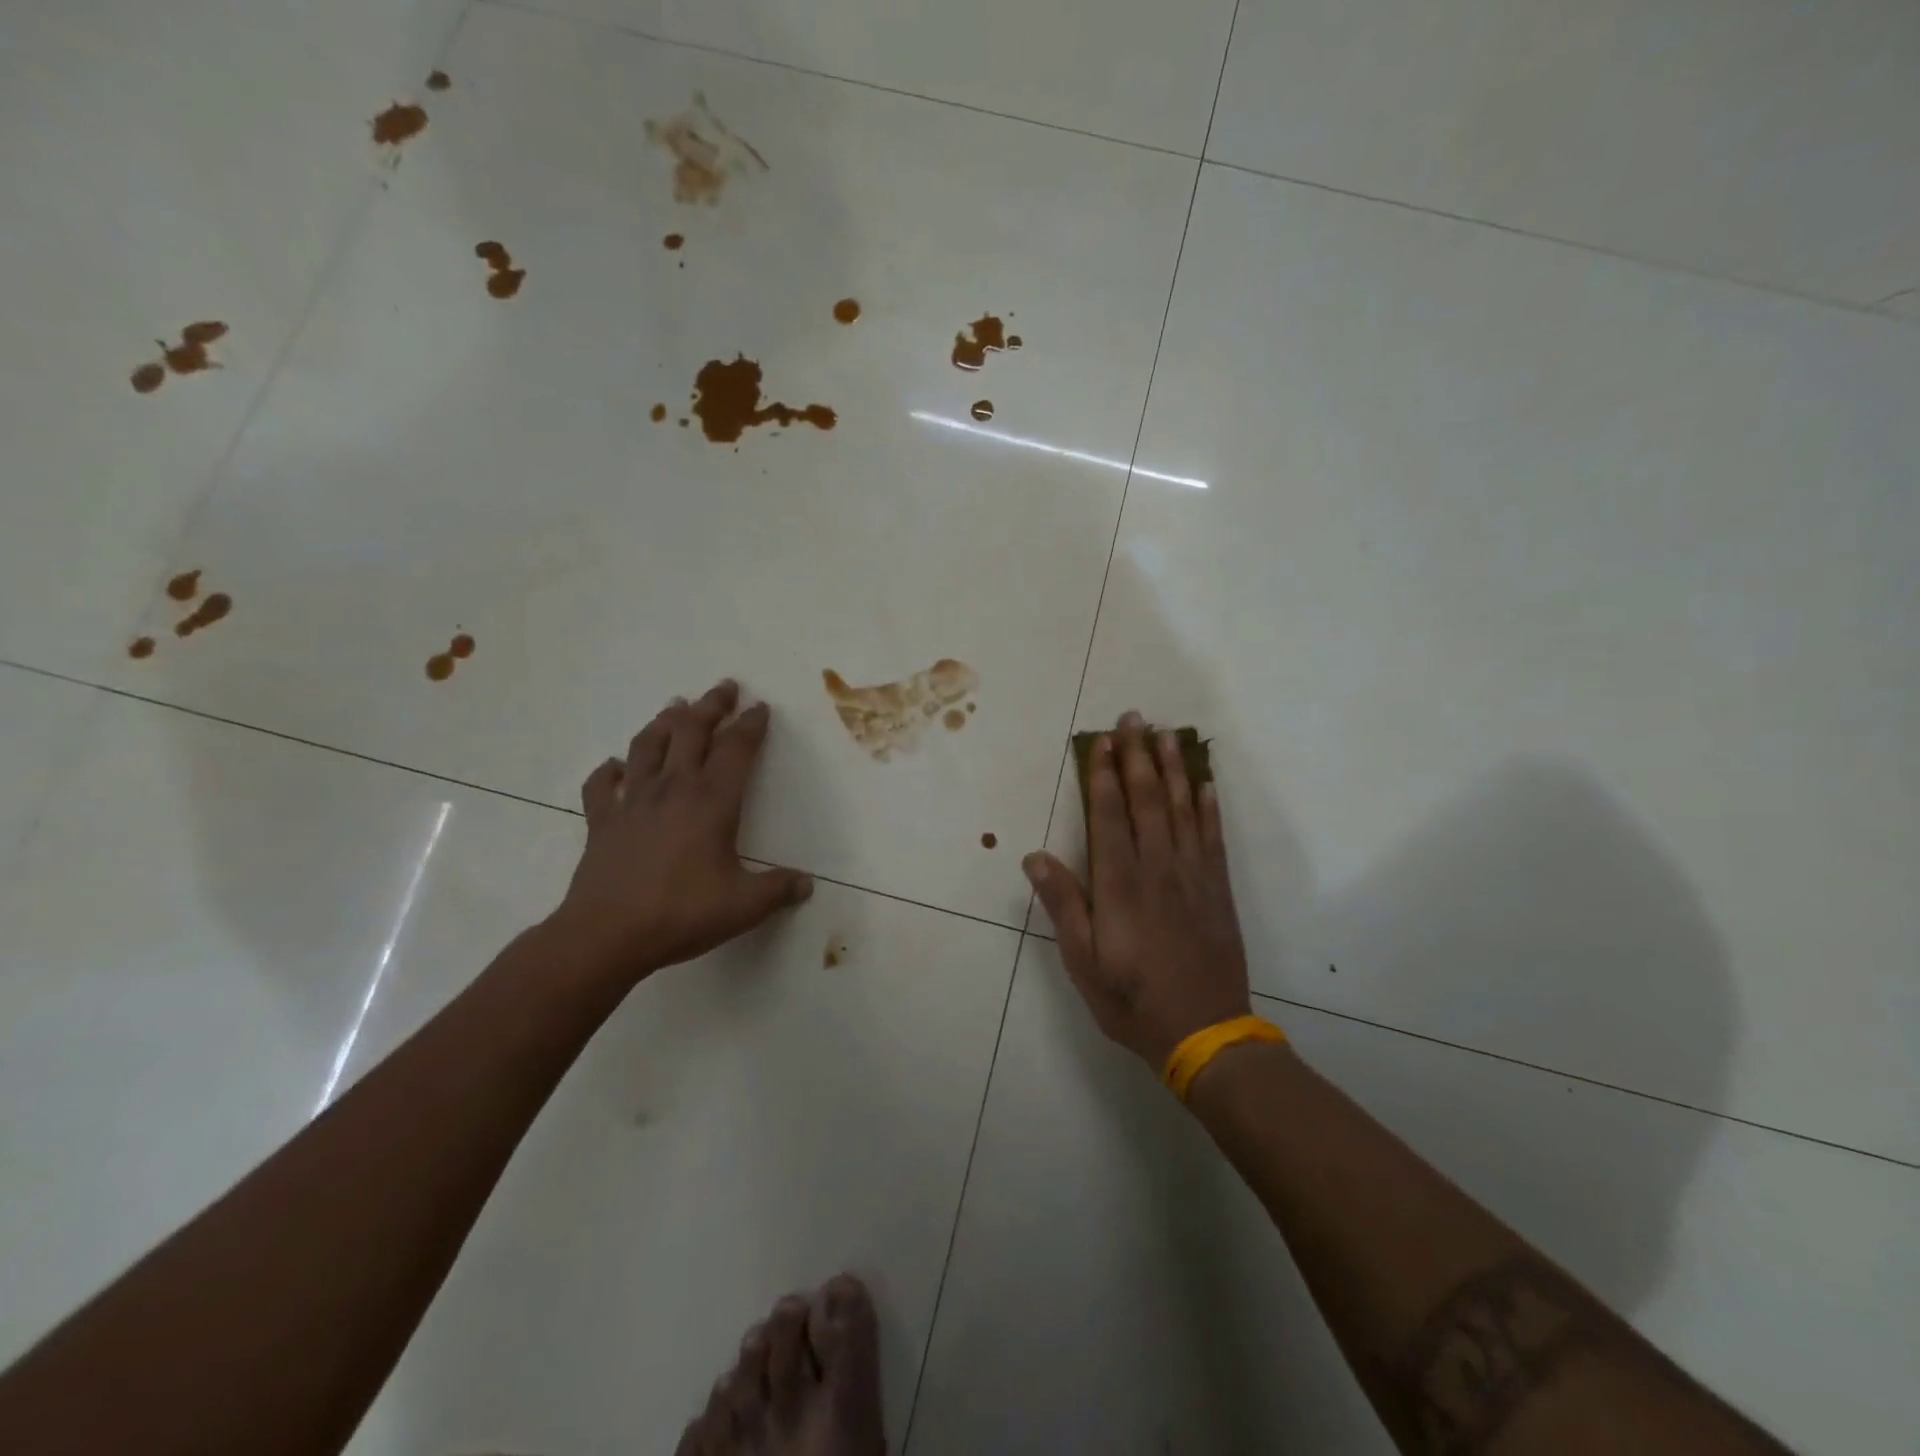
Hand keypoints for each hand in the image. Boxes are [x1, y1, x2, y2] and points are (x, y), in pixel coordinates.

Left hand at [549, 679, 813, 986]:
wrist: (607, 934)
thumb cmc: (682, 913)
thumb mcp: (744, 905)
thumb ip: (779, 890)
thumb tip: (808, 884)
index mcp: (712, 802)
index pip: (736, 750)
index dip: (751, 725)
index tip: (760, 707)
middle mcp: (673, 789)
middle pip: (692, 732)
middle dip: (711, 706)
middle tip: (724, 687)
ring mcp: (632, 801)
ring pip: (648, 746)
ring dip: (664, 722)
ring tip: (676, 706)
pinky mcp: (602, 820)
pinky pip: (602, 785)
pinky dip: (609, 770)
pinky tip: (615, 766)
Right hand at [1023, 712, 1251, 1068]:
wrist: (1204, 1033)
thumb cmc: (1131, 998)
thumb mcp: (1082, 961)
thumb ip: (1063, 904)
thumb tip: (1034, 856)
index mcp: (1120, 883)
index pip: (1110, 814)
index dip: (1104, 774)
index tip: (1102, 740)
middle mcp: (1158, 867)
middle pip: (1147, 799)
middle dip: (1138, 756)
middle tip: (1134, 718)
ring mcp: (1193, 875)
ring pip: (1182, 808)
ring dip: (1173, 768)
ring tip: (1167, 734)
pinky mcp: (1218, 888)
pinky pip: (1213, 836)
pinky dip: (1209, 806)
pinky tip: (1206, 782)